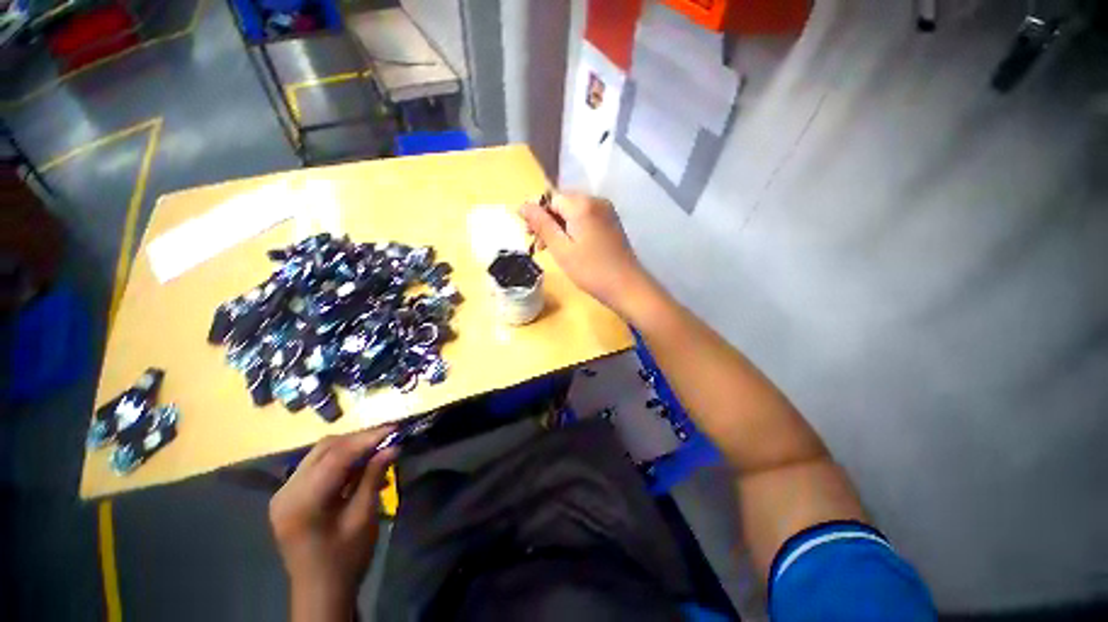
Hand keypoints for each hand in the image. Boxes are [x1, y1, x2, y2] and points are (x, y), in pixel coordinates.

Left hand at [269, 427, 397, 618]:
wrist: (321, 592)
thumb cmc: (345, 559)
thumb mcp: (364, 518)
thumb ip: (373, 477)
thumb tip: (392, 446)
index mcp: (302, 501)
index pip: (337, 456)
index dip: (368, 438)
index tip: (395, 428)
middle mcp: (287, 491)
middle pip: (325, 449)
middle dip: (359, 440)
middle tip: (388, 437)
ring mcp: (284, 493)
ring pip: (321, 454)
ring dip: (351, 448)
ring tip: (378, 450)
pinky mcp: (289, 496)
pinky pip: (317, 467)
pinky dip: (341, 461)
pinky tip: (360, 468)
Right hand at [520, 192, 652, 317]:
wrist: (627, 286)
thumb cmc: (590, 270)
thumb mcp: (561, 249)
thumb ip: (542, 224)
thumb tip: (523, 205)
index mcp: (582, 204)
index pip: (550, 199)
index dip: (538, 216)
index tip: (531, 237)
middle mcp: (596, 200)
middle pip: (563, 203)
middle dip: (549, 222)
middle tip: (542, 247)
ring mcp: (607, 211)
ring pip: (574, 211)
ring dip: (561, 227)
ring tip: (555, 249)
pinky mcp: (612, 222)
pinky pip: (586, 218)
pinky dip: (575, 228)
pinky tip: (573, 246)